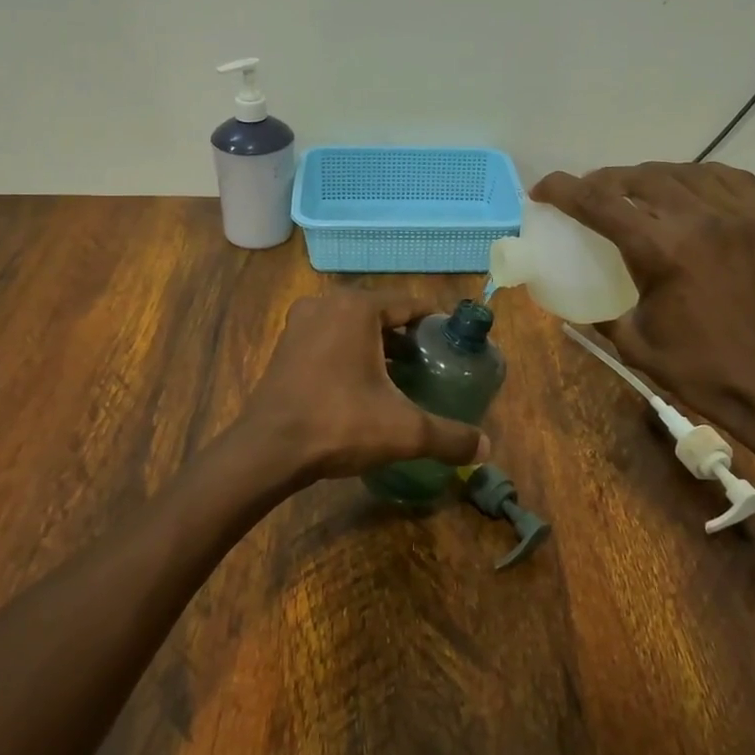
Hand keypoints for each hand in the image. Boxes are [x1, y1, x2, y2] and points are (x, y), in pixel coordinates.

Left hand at [230, 290, 490, 486]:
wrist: (268, 450)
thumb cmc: (339, 424)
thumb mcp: (404, 431)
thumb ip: (449, 436)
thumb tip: (485, 449)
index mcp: (357, 307)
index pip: (409, 304)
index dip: (435, 324)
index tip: (453, 345)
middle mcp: (327, 304)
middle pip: (381, 314)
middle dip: (406, 337)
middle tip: (431, 365)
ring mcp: (301, 323)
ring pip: (352, 327)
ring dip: (377, 347)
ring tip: (401, 377)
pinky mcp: (285, 346)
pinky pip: (329, 340)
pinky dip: (349, 354)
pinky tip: (362, 386)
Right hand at [531, 162, 754, 446]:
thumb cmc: (702, 371)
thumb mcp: (634, 344)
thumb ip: (602, 312)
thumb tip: (580, 298)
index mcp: (661, 250)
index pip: (598, 202)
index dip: (562, 189)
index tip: (542, 190)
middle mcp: (699, 219)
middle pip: (637, 177)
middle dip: (602, 181)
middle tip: (587, 195)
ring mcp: (739, 215)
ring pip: (680, 171)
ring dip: (646, 177)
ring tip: (633, 191)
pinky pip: (725, 177)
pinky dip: (695, 177)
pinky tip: (686, 189)